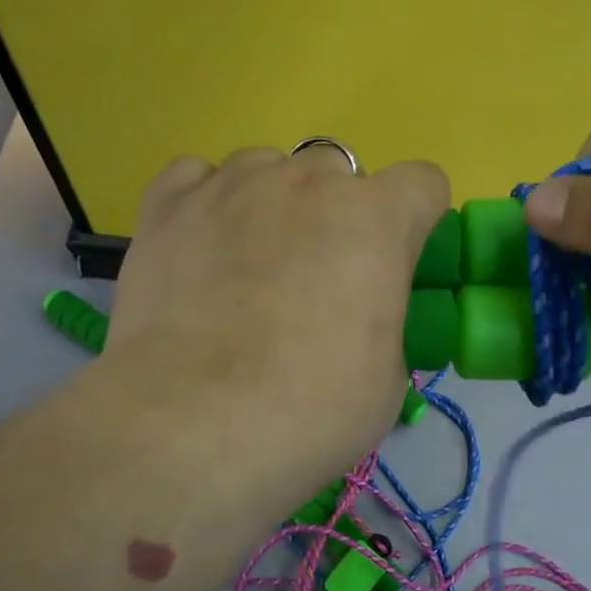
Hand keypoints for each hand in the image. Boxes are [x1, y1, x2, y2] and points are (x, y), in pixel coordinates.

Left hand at [103, 146, 449, 521]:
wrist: (194, 423)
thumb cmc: (310, 409)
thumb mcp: (387, 377)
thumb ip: (383, 319)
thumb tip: (358, 317)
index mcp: (376, 219)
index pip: (422, 183)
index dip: (415, 221)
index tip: (396, 262)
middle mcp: (307, 181)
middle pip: (338, 172)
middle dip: (337, 213)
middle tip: (317, 276)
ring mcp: (233, 185)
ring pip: (267, 167)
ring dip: (272, 203)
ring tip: (248, 264)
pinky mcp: (169, 204)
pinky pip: (198, 175)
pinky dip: (207, 201)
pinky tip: (200, 246)